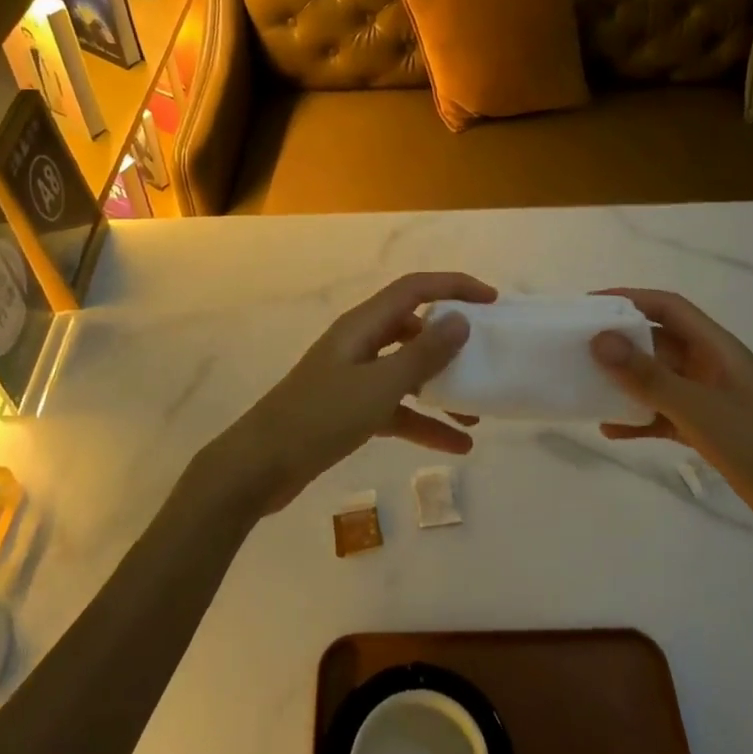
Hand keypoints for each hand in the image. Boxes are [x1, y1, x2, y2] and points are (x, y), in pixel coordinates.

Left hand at [205, 272, 496, 515]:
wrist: (260, 467)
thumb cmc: (320, 418)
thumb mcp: (379, 386)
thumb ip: (423, 354)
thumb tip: (461, 320)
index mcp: (363, 325)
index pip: (414, 289)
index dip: (454, 287)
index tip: (492, 302)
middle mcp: (359, 344)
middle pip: (413, 329)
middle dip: (451, 342)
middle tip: (486, 358)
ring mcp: (353, 378)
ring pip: (407, 372)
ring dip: (441, 389)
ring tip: (477, 414)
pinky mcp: (349, 410)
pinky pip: (396, 407)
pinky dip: (423, 422)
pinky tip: (455, 445)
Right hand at [589, 288, 752, 564]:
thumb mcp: (702, 412)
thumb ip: (650, 377)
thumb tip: (598, 339)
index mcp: (718, 349)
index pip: (668, 307)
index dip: (629, 299)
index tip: (587, 307)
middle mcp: (712, 368)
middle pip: (658, 341)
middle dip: (619, 341)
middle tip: (576, 348)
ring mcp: (711, 402)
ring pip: (658, 380)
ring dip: (625, 381)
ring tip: (585, 386)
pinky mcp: (710, 433)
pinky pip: (664, 415)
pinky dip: (638, 418)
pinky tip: (611, 429)